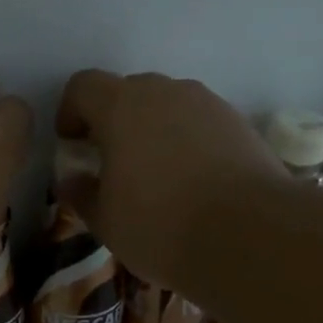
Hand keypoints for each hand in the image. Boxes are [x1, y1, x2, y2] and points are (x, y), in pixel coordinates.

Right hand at [55, 70, 283, 293]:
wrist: (252, 235)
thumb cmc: (161, 226)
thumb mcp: (106, 221)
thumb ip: (82, 194)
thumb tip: (73, 180)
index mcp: (121, 106)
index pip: (83, 86)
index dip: (70, 111)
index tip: (73, 145)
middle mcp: (165, 92)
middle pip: (127, 91)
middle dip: (113, 120)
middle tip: (112, 162)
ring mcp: (207, 104)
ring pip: (168, 105)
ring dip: (153, 129)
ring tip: (157, 175)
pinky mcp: (239, 123)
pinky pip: (199, 122)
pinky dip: (187, 141)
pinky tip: (194, 182)